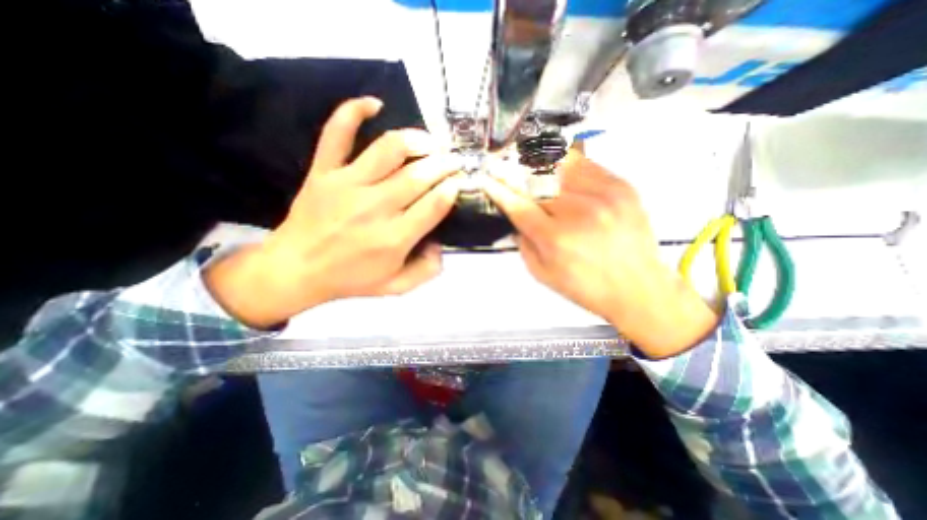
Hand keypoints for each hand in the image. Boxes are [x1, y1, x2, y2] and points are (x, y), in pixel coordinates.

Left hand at [206, 97, 458, 328]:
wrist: (296, 270)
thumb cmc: (350, 280)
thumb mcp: (395, 287)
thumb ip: (426, 270)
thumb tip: (441, 244)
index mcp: (394, 238)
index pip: (435, 204)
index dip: (453, 188)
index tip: (460, 181)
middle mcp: (375, 208)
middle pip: (419, 175)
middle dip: (445, 164)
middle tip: (455, 160)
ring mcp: (347, 185)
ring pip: (388, 149)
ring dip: (416, 139)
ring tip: (430, 141)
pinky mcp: (323, 172)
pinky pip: (337, 133)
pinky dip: (353, 112)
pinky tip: (374, 104)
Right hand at [481, 149, 719, 355]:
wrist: (637, 288)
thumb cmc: (585, 287)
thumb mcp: (543, 274)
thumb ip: (524, 244)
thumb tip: (516, 217)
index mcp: (555, 239)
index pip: (518, 205)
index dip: (499, 190)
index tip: (488, 178)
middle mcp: (578, 213)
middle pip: (538, 181)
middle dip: (518, 175)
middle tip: (509, 171)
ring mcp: (603, 196)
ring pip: (561, 166)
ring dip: (542, 166)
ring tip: (534, 166)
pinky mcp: (622, 188)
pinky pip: (587, 165)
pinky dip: (569, 164)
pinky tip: (562, 171)